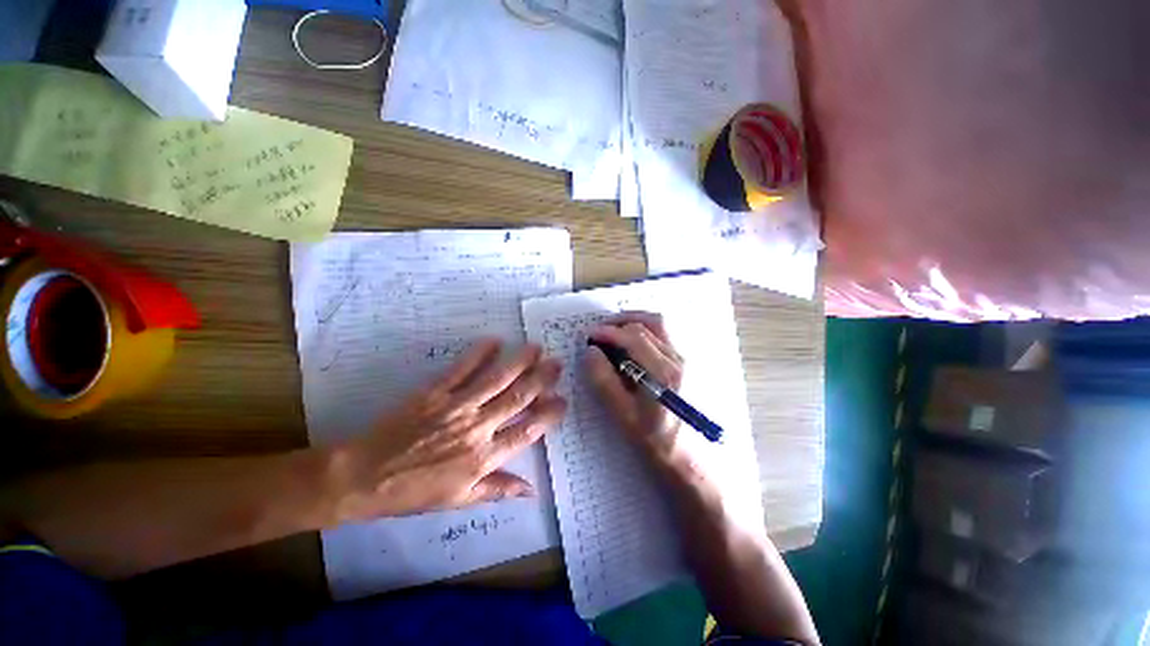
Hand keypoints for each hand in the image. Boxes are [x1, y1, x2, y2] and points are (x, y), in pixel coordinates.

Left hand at [334, 339, 566, 520]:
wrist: (363, 477)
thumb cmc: (413, 492)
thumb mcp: (458, 500)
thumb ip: (497, 490)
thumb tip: (532, 490)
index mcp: (483, 458)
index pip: (526, 432)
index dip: (548, 415)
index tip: (563, 401)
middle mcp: (476, 428)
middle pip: (517, 399)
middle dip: (541, 380)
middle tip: (557, 363)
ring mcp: (456, 406)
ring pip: (496, 380)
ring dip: (519, 362)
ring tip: (536, 348)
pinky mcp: (435, 392)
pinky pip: (461, 369)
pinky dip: (479, 354)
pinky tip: (494, 341)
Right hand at [585, 312, 684, 464]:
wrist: (697, 463)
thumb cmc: (657, 443)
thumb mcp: (624, 416)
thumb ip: (604, 381)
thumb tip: (591, 352)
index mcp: (663, 373)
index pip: (633, 337)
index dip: (608, 332)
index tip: (590, 336)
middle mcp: (680, 360)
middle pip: (652, 323)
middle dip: (623, 320)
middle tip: (603, 329)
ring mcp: (689, 361)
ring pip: (663, 327)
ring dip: (637, 322)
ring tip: (618, 332)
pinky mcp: (692, 365)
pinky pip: (669, 337)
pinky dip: (649, 332)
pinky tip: (638, 345)